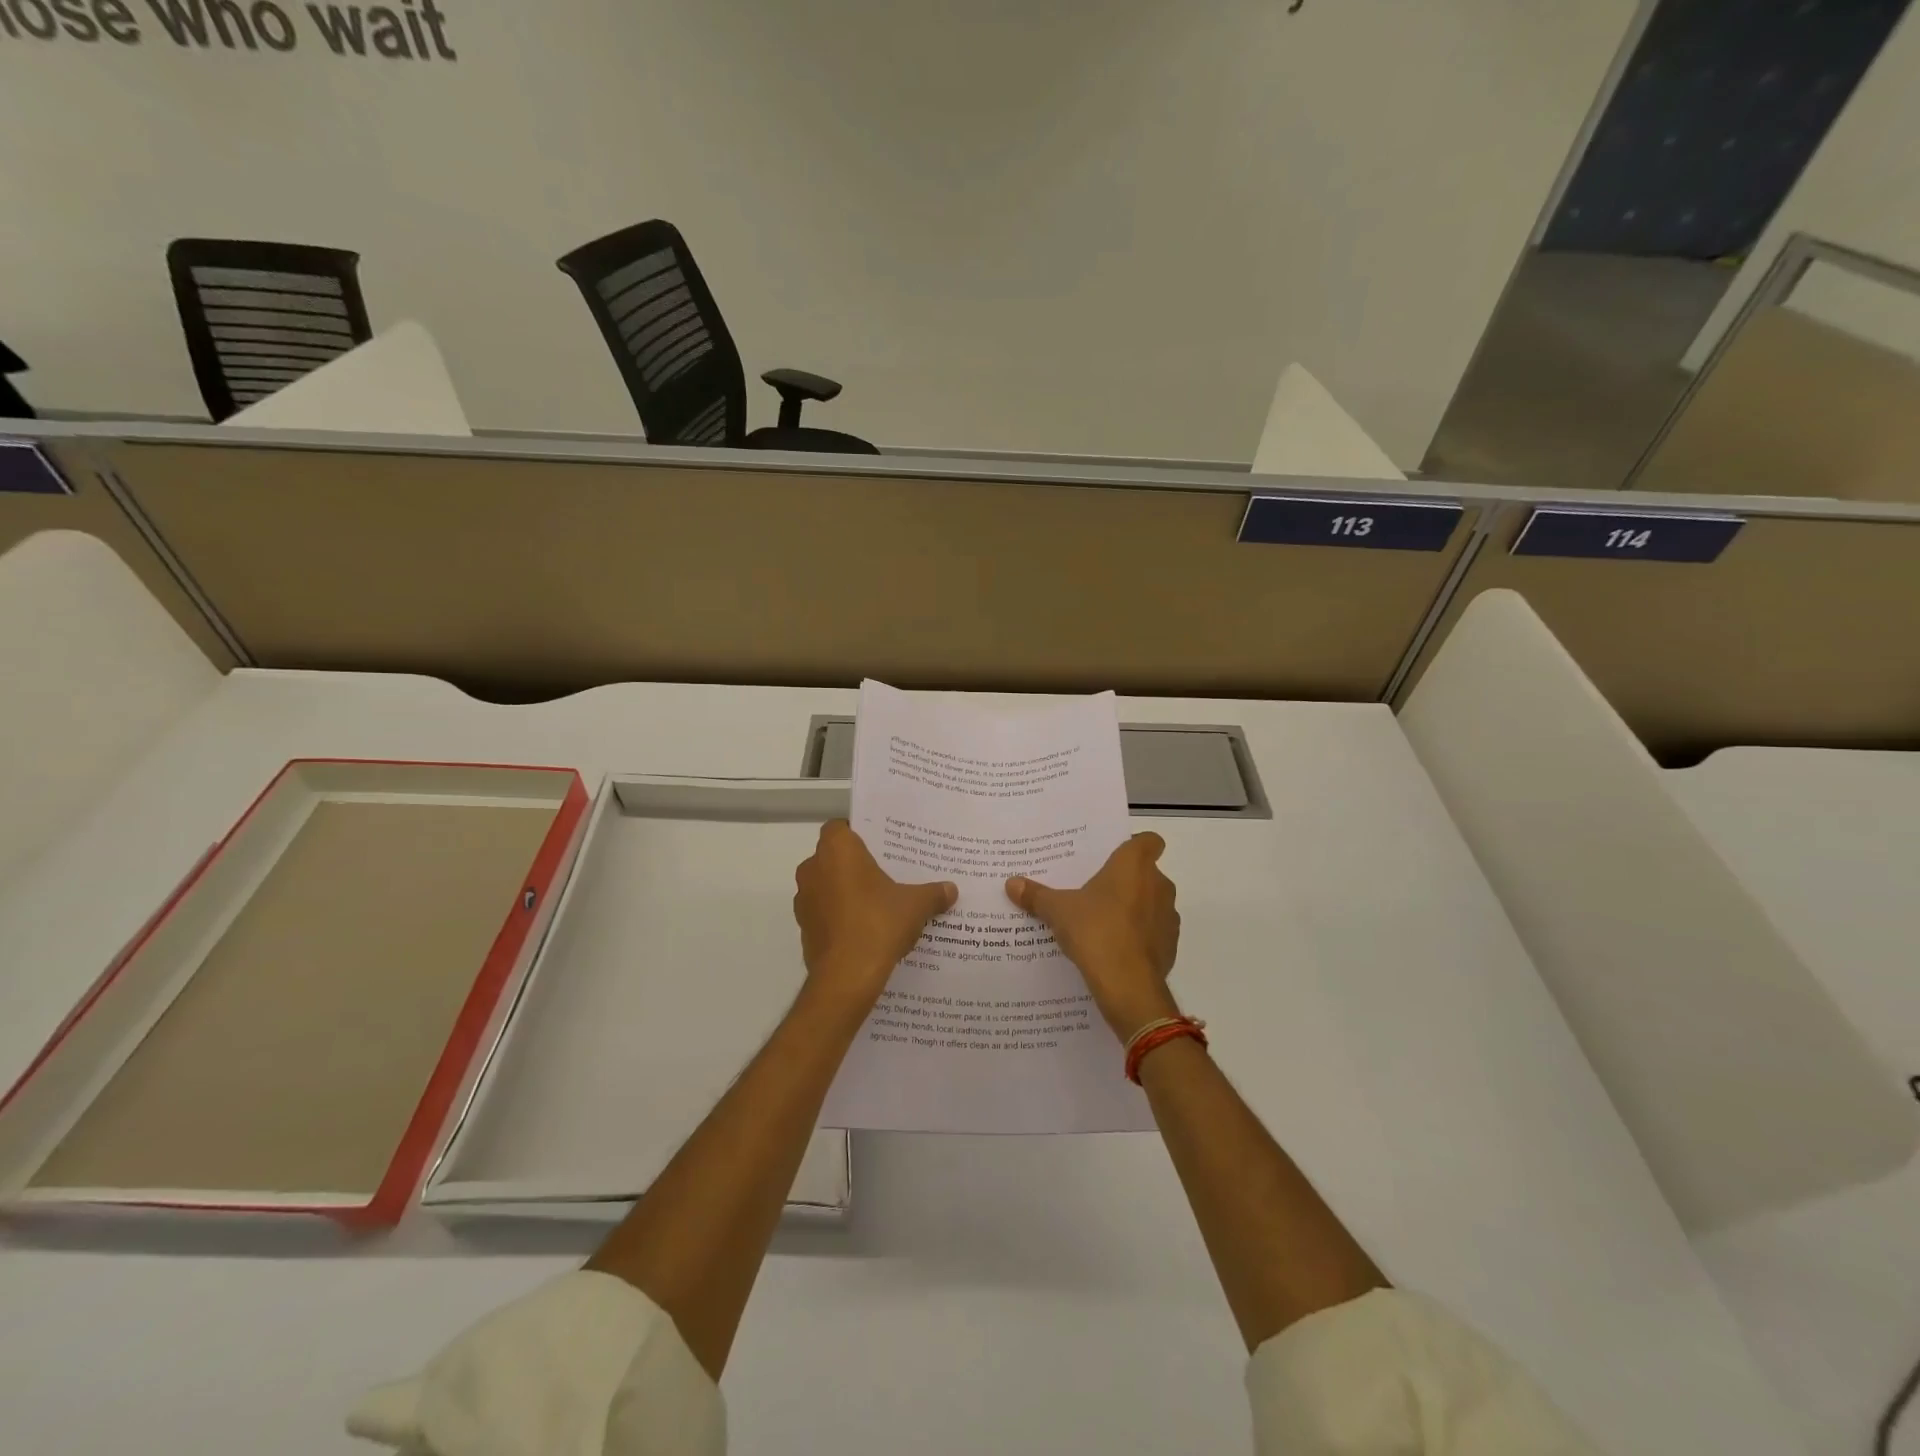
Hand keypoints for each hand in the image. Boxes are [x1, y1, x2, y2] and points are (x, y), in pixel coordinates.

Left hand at [794, 821, 956, 1010]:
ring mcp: (804, 899)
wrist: (846, 977)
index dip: (859, 834)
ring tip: (878, 903)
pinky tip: (865, 929)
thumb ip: (933, 893)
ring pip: (827, 885)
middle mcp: (813, 868)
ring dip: (846, 891)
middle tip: (886, 873)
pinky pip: (824, 911)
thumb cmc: (878, 924)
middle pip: (834, 857)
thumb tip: (951, 890)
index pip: (840, 827)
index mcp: (837, 850)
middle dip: (856, 864)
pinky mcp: (804, 927)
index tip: (881, 846)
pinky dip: (840, 915)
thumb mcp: (915, 905)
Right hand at [1006, 833, 1179, 1039]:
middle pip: (1146, 873)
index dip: (1135, 845)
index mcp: (1134, 865)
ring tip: (1103, 921)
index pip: (1149, 840)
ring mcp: (1168, 916)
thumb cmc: (1095, 931)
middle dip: (1126, 880)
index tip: (1115, 856)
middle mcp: (1158, 884)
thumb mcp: (1058, 911)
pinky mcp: (1171, 945)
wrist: (1128, 985)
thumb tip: (1011, 883)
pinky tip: (1115, 948)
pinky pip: (1154, 931)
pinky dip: (1139, 936)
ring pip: (1152, 902)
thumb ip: (1036, 895)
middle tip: (1096, 890)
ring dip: (1134, 908)